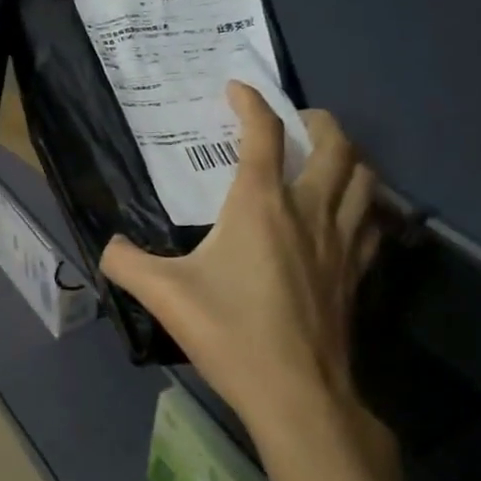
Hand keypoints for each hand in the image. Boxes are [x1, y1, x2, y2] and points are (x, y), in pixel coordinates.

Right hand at [101, 84, 382, 457]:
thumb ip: (126, 263)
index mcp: (260, 205)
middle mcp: (308, 210)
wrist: (295, 391)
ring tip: (326, 160)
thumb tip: (108, 248)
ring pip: (364, 178)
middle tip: (297, 122)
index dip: (250, 103)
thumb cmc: (229, 333)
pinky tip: (346, 216)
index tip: (236, 89)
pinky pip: (372, 221)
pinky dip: (362, 204)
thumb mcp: (163, 295)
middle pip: (334, 144)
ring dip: (348, 157)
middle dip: (317, 121)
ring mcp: (341, 241)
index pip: (262, 135)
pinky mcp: (357, 272)